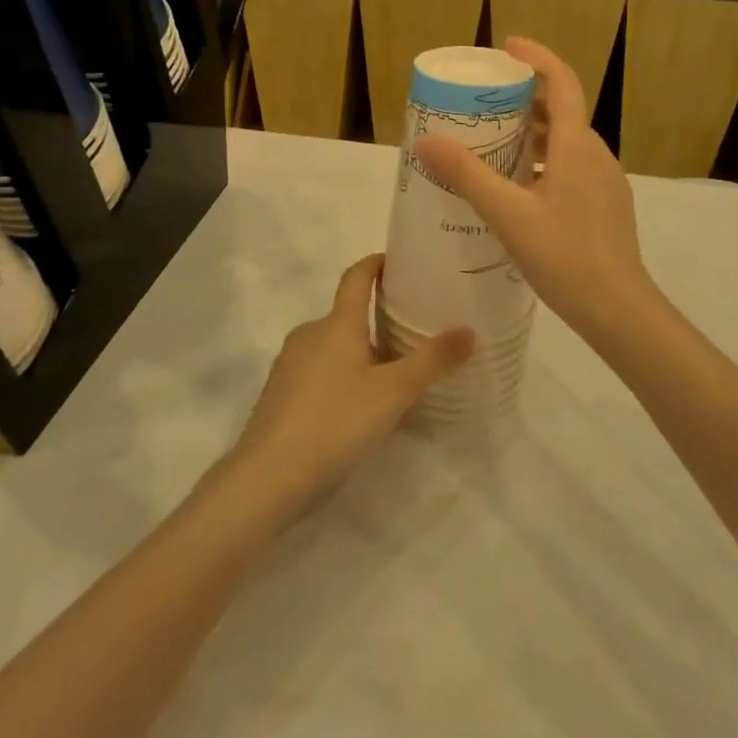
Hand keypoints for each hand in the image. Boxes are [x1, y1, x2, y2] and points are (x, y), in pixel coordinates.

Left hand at [229, 255, 471, 504]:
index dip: (376, 264)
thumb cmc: (335, 421)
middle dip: (377, 319)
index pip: (356, 277)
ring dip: (360, 352)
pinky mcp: (280, 394)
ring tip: (393, 374)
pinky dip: (342, 376)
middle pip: (347, 315)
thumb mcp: (393, 392)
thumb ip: (432, 361)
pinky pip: (319, 372)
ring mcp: (290, 364)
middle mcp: (310, 334)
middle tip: (414, 331)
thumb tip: (468, 330)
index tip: (399, 261)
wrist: (269, 475)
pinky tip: (359, 407)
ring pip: (333, 346)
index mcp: (336, 323)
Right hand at [413, 37, 659, 347]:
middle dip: (526, 100)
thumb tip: (426, 140)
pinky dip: (543, 163)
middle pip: (562, 112)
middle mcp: (595, 156)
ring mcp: (604, 183)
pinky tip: (517, 190)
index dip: (538, 58)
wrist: (619, 311)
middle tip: (486, 103)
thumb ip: (467, 175)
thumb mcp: (508, 214)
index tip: (507, 46)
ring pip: (566, 144)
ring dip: (533, 135)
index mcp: (576, 146)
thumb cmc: (565, 256)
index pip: (563, 83)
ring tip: (493, 144)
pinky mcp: (604, 208)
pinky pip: (570, 169)